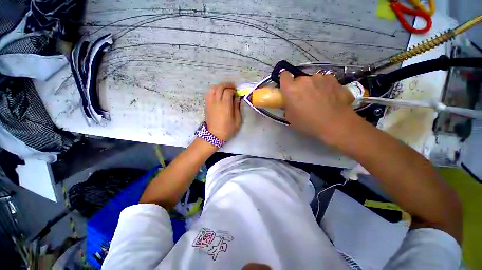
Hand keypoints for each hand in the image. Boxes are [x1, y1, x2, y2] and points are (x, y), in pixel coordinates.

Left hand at [204, 82, 241, 140]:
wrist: (214, 136)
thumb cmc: (227, 129)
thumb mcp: (237, 120)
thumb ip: (237, 108)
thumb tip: (237, 98)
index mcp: (225, 105)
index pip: (228, 91)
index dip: (233, 90)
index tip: (237, 93)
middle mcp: (216, 102)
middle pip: (220, 87)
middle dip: (227, 85)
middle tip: (232, 88)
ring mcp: (210, 103)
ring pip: (213, 88)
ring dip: (219, 86)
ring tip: (224, 89)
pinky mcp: (206, 105)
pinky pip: (208, 93)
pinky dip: (213, 91)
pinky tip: (217, 94)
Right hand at [279, 72, 355, 142]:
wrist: (335, 124)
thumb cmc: (307, 123)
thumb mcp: (290, 118)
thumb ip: (287, 106)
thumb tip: (288, 103)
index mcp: (291, 89)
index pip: (284, 75)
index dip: (285, 81)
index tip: (287, 88)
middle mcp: (305, 80)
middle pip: (299, 79)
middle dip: (300, 87)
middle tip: (303, 99)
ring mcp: (321, 78)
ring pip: (313, 80)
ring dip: (313, 87)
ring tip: (319, 99)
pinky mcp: (334, 80)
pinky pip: (326, 82)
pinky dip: (326, 87)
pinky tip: (330, 98)